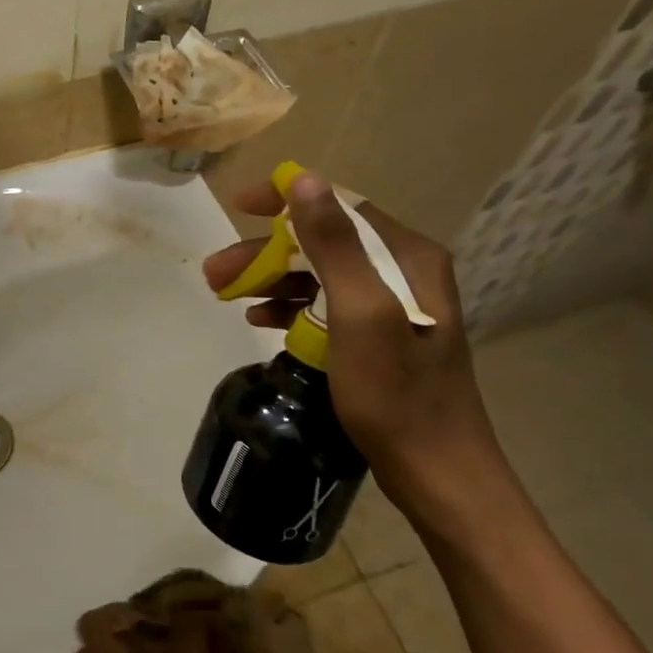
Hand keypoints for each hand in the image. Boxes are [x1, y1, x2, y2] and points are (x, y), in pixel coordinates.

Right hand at [201, 171, 509, 527]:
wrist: (437, 472)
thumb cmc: (396, 393)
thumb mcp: (360, 313)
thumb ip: (333, 244)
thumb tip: (304, 179)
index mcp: (406, 256)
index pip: (340, 205)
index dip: (286, 200)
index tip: (239, 206)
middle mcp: (403, 271)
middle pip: (322, 242)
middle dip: (265, 252)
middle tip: (215, 273)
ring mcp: (392, 306)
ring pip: (318, 274)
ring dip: (270, 279)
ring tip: (225, 296)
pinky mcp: (379, 336)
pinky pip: (325, 306)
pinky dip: (290, 307)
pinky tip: (259, 320)